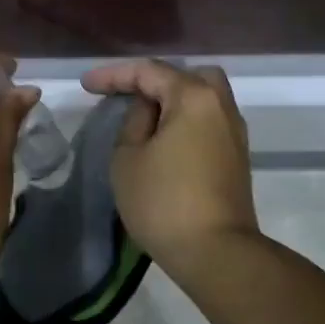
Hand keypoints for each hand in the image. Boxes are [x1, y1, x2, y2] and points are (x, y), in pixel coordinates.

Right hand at [80, 59, 257, 271]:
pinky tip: (166, 138)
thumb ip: (134, 121)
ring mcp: (235, 132)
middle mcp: (221, 106)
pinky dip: (186, 120)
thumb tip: (148, 110)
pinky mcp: (237, 156)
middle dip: (154, 80)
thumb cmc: (163, 202)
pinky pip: (209, 121)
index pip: (150, 72)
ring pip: (203, 99)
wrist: (216, 252)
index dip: (114, 75)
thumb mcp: (128, 158)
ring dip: (173, 101)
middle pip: (188, 76)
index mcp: (194, 97)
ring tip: (144, 119)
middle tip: (126, 96)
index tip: (87, 84)